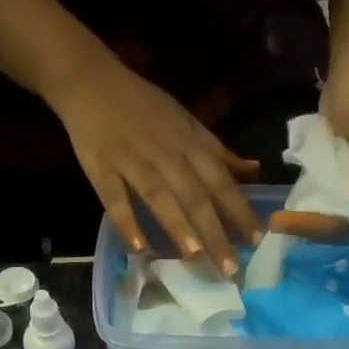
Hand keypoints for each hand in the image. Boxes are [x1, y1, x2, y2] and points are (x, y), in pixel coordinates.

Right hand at [47, 53, 263, 273]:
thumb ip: (218, 152)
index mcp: (189, 144)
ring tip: (194, 256)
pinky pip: (114, 199)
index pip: (221, 181)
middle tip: (230, 269)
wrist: (91, 79)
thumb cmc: (144, 106)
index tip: (258, 241)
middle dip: (215, 232)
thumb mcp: (187, 122)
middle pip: (195, 196)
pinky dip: (126, 222)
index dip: (240, 210)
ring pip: (159, 196)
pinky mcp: (102, 168)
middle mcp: (166, 154)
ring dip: (177, 226)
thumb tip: (254, 171)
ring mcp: (133, 161)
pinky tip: (137, 247)